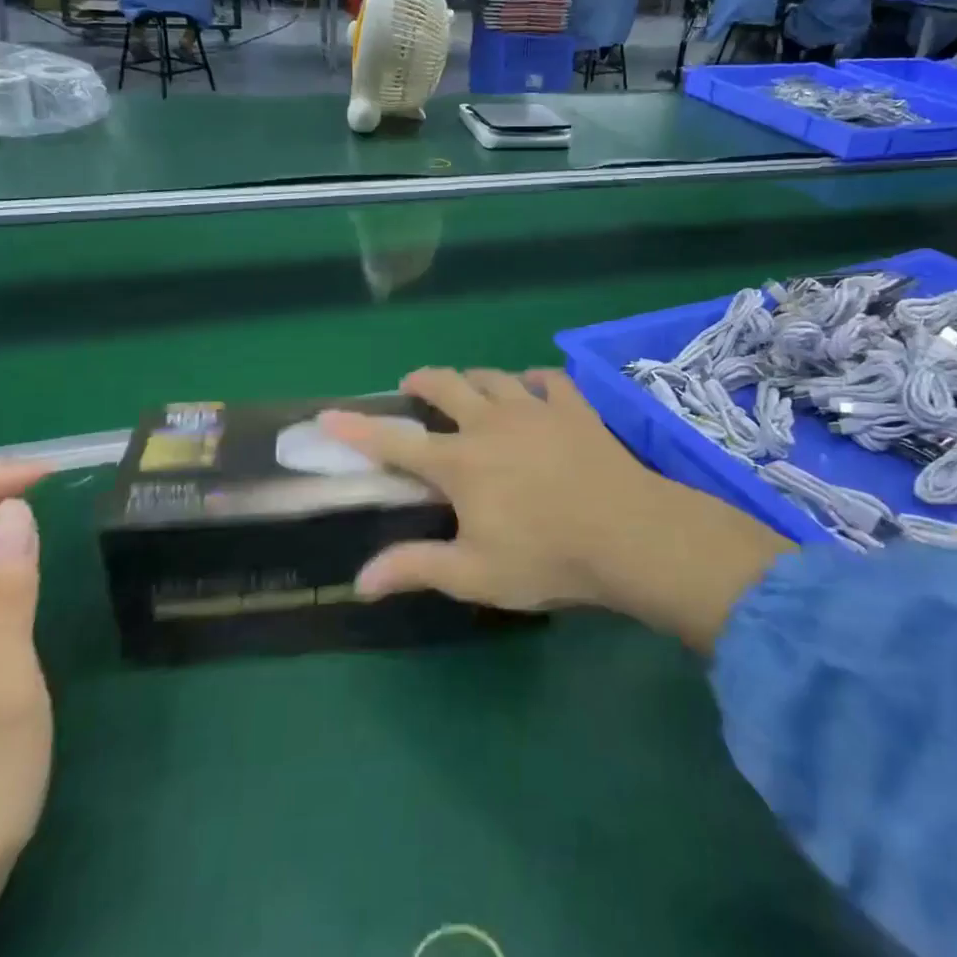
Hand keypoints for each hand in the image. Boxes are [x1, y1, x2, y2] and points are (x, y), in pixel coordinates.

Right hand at [321, 369, 787, 651]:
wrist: (627, 533)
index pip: (395, 443)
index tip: (329, 416)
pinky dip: (535, 380)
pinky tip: (534, 387)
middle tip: (412, 386)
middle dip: (422, 382)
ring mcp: (535, 408)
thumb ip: (416, 568)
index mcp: (460, 463)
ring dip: (474, 378)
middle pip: (446, 387)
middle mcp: (490, 423)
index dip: (357, 429)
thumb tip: (360, 580)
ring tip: (468, 386)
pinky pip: (549, 379)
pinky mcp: (574, 407)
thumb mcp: (474, 574)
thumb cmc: (546, 557)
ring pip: (494, 376)